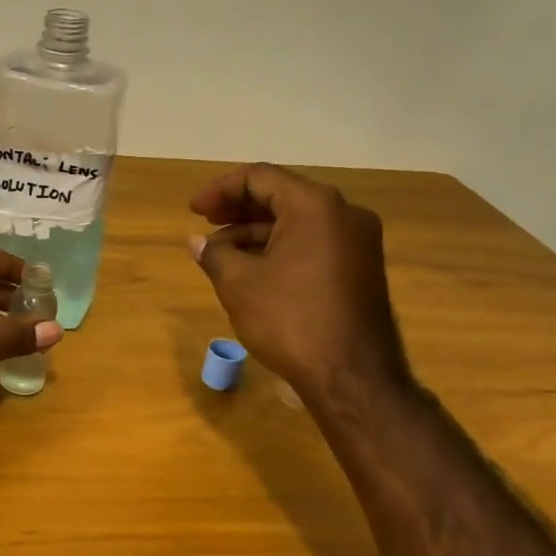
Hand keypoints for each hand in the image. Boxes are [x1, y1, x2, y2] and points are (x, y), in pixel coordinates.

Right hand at [188, 163, 412, 410]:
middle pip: (282, 195)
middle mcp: (344, 214)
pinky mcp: (361, 268)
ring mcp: (358, 242)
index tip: (194, 211)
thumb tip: (197, 242)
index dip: (221, 190)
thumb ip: (215, 253)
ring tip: (222, 255)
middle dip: (239, 209)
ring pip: (297, 222)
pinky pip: (314, 243)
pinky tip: (253, 271)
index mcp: (315, 206)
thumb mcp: (239, 284)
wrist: (353, 378)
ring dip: (256, 232)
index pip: (260, 178)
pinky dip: (281, 248)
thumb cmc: (291, 320)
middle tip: (206, 224)